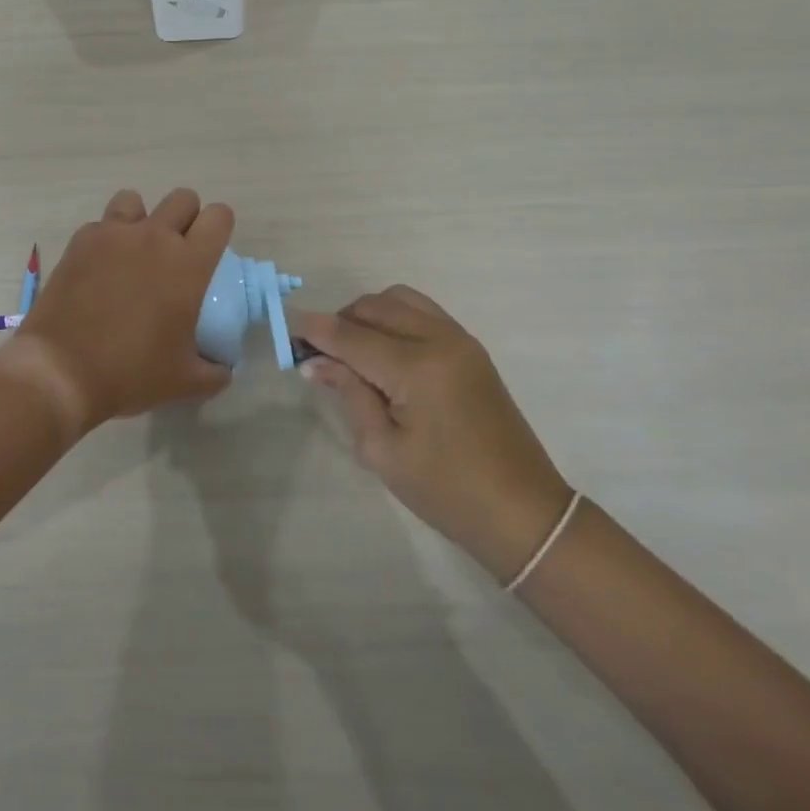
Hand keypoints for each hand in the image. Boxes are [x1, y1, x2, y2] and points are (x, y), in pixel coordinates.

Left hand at [3, 188, 234, 434]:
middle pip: (183, 198)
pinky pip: (101, 224)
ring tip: (134, 251)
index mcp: (189, 264)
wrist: (61, 371)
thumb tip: (223, 368)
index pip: (218, 217)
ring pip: (136, 200)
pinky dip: (105, 238)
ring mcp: (114, 234)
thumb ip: (214, 372)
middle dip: (186, 218)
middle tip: (176, 253)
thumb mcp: (184, 382)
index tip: (211, 250)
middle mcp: (154, 237)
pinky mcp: (80, 241)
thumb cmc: (130, 373)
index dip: (220, 227)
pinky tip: (99, 268)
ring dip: (142, 219)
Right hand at [295, 287, 572, 582]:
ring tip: (352, 350)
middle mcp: (438, 340)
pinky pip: (422, 311)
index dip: (315, 330)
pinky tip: (384, 351)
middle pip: (374, 307)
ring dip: (368, 314)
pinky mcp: (470, 348)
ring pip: (399, 299)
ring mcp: (459, 339)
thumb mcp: (383, 450)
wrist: (522, 511)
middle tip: (319, 353)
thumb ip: (349, 394)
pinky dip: (395, 318)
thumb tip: (316, 361)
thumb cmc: (446, 490)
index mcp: (416, 368)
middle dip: (340, 321)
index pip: (351, 336)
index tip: (287, 328)